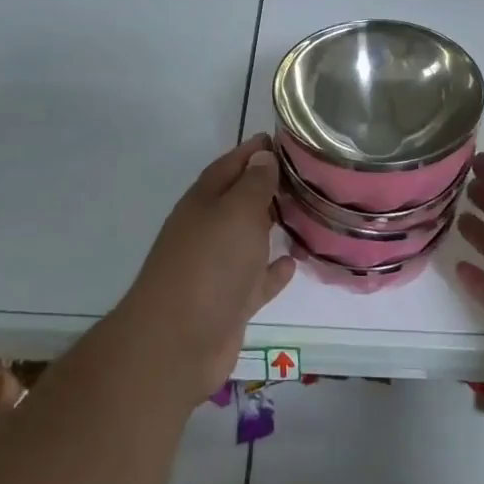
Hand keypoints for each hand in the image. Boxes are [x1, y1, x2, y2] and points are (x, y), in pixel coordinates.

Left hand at [120, 135, 295, 398]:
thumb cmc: (209, 264)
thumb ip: (254, 184)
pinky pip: (256, 279)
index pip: (231, 164)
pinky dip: (273, 270)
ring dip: (272, 226)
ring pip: (249, 239)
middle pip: (240, 200)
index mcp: (205, 201)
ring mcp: (217, 268)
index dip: (254, 151)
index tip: (283, 139)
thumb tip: (262, 155)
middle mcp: (208, 230)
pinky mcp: (229, 303)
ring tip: (306, 214)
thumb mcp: (237, 212)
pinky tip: (294, 263)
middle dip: (267, 186)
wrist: (177, 343)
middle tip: (306, 176)